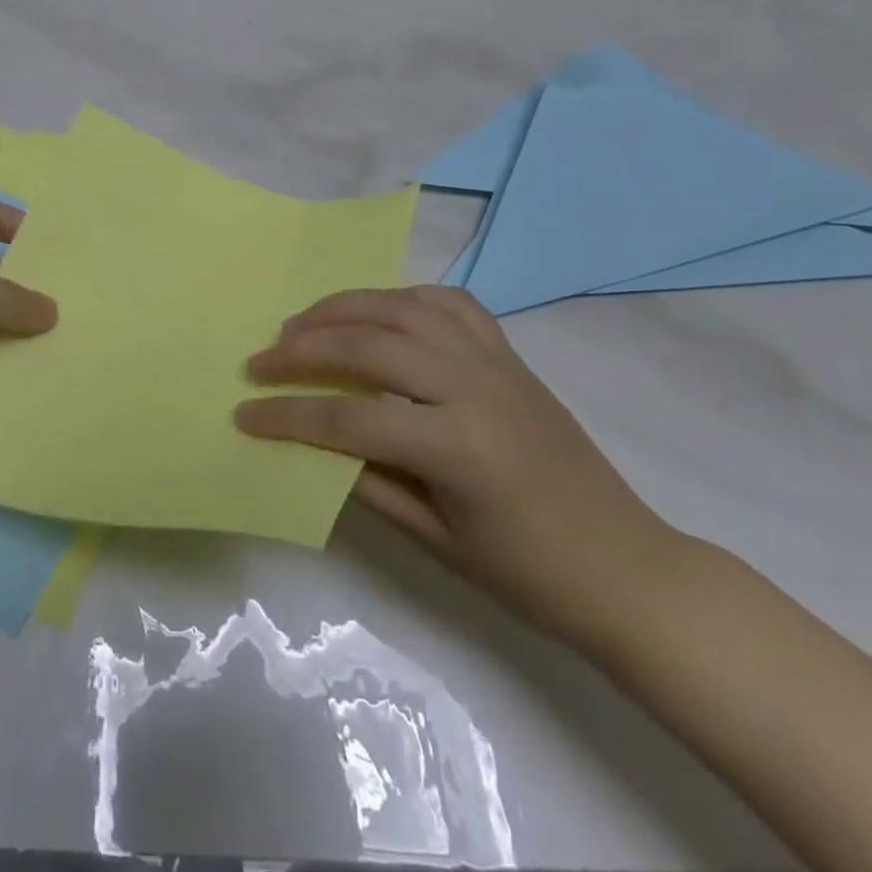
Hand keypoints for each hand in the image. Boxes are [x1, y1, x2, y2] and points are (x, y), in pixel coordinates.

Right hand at [235, 285, 681, 643]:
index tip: (242, 414)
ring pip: (401, 307)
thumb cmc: (530, 573)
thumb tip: (313, 443)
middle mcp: (473, 386)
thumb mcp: (436, 540)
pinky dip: (402, 297)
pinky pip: (448, 303)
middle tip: (260, 360)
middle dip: (301, 349)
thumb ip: (368, 481)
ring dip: (342, 308)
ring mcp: (494, 361)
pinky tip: (376, 311)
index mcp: (457, 446)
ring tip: (301, 323)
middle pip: (367, 345)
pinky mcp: (508, 353)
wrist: (628, 568)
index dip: (287, 417)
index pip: (348, 420)